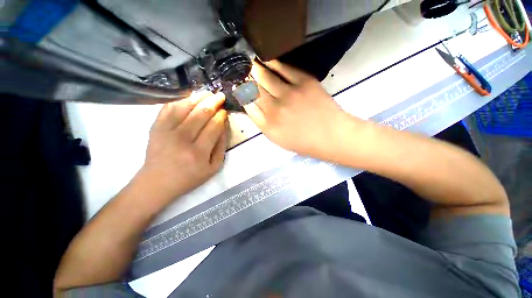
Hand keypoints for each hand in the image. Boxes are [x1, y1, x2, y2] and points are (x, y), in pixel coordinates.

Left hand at [139, 91, 227, 203]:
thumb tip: (224, 126)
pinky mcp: (155, 127)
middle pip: (201, 114)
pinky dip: (180, 100)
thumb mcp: (213, 167)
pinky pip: (168, 108)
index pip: (213, 126)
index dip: (221, 116)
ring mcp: (166, 131)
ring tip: (208, 93)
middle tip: (220, 96)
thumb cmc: (190, 176)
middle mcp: (182, 139)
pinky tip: (190, 98)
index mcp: (199, 152)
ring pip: (184, 107)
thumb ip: (221, 147)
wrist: (158, 182)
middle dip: (213, 102)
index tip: (225, 111)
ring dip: (198, 97)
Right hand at [244, 60, 351, 158]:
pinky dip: (272, 63)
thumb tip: (252, 106)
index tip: (239, 87)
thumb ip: (263, 124)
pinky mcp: (303, 82)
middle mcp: (274, 108)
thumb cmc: (303, 142)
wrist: (330, 135)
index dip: (242, 94)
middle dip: (245, 79)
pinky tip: (266, 60)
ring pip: (264, 76)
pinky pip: (283, 68)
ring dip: (255, 69)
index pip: (248, 105)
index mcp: (268, 125)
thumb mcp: (278, 139)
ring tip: (250, 63)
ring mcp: (289, 93)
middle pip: (253, 89)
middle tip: (243, 72)